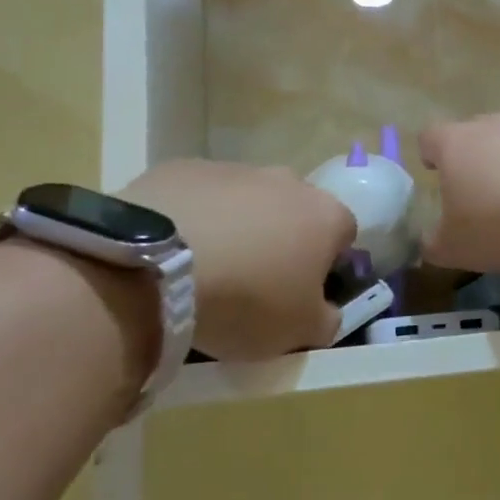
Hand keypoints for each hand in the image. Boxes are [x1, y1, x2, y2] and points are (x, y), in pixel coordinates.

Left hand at [121, 160, 356, 360]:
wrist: (155, 268)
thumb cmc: (246, 300)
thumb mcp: (300, 331)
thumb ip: (326, 319)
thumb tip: (326, 311)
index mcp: (326, 216)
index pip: (344, 234)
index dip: (327, 263)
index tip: (302, 290)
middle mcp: (288, 182)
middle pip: (295, 210)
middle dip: (281, 238)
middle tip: (254, 280)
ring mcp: (235, 169)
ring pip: (247, 200)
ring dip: (237, 226)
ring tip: (207, 267)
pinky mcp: (184, 168)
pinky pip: (200, 196)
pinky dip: (195, 218)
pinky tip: (172, 250)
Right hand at [419, 114, 499, 272]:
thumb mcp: (458, 249)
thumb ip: (435, 244)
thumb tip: (428, 242)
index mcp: (456, 144)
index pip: (430, 137)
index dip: (430, 155)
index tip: (436, 173)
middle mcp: (493, 124)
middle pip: (475, 134)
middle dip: (475, 159)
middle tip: (481, 193)